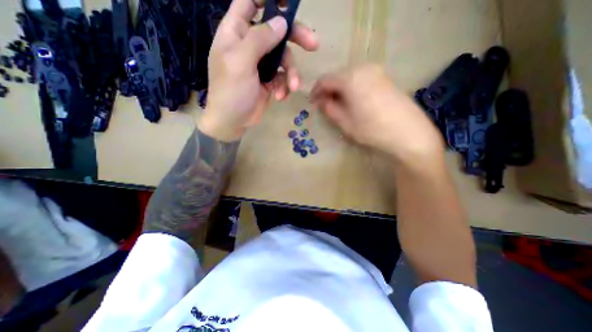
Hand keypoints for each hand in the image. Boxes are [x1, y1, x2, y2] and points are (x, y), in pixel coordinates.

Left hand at [197, 0, 319, 140]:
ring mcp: (261, 64)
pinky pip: (283, 77)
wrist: (232, 122)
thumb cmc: (231, 92)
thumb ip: (259, 39)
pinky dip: (284, 86)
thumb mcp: (241, 62)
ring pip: (284, 58)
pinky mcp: (269, 81)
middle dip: (295, 38)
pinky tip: (280, 96)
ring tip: (293, 87)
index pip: (250, 2)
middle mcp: (250, 45)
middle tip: (313, 45)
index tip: (289, 3)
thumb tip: (281, 22)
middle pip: (276, 31)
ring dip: (291, 74)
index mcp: (236, 32)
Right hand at [310, 62, 443, 164]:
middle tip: (325, 105)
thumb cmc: (371, 129)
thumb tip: (320, 101)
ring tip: (338, 105)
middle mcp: (363, 68)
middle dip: (328, 90)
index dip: (316, 91)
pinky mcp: (385, 78)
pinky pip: (361, 79)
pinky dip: (352, 88)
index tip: (312, 103)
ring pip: (349, 77)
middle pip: (338, 76)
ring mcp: (377, 71)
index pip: (325, 80)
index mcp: (350, 78)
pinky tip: (353, 101)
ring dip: (340, 89)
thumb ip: (329, 108)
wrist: (408, 133)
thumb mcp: (345, 121)